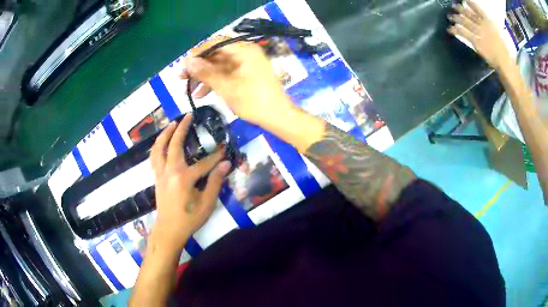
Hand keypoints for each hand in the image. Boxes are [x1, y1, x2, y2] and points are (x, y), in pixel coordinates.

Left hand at [149, 114, 231, 248]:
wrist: (169, 230)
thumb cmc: (189, 219)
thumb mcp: (207, 203)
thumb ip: (215, 182)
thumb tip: (226, 164)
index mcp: (183, 178)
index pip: (204, 163)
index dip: (216, 156)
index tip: (225, 149)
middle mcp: (170, 171)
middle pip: (174, 145)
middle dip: (182, 129)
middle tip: (188, 115)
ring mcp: (161, 174)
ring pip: (159, 149)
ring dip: (165, 134)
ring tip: (172, 124)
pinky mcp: (157, 178)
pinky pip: (154, 158)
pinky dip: (157, 147)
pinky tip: (162, 143)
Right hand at [181, 41, 296, 126]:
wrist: (278, 117)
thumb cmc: (253, 101)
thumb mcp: (226, 87)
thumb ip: (205, 72)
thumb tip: (186, 61)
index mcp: (243, 50)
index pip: (215, 44)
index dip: (197, 54)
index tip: (183, 66)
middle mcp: (245, 52)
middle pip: (216, 55)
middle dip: (198, 68)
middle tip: (181, 79)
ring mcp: (247, 63)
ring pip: (220, 66)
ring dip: (204, 77)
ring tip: (189, 90)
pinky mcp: (247, 74)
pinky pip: (227, 74)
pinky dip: (215, 82)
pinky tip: (202, 94)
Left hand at [448, 0, 511, 70]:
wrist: (504, 62)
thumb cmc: (503, 51)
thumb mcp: (498, 35)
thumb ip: (491, 27)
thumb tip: (486, 21)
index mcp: (490, 24)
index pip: (480, 11)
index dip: (472, 5)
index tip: (466, 0)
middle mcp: (484, 26)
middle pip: (470, 15)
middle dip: (461, 9)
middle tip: (453, 6)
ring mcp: (480, 34)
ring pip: (466, 22)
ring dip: (456, 18)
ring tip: (449, 16)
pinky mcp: (477, 42)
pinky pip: (464, 34)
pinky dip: (456, 30)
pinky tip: (450, 29)